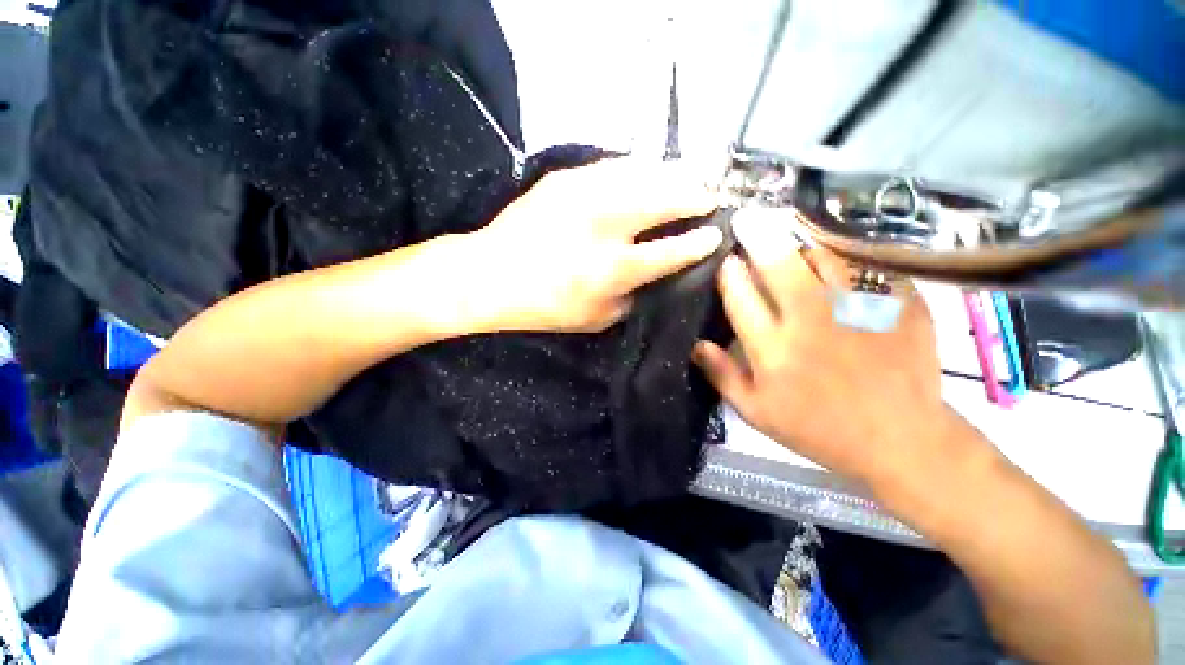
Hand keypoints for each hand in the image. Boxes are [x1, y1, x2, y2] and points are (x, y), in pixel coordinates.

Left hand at [468, 158, 722, 331]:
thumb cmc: (546, 306)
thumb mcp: (598, 318)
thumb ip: (635, 295)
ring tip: (690, 179)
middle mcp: (603, 226)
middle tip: (710, 198)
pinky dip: (641, 168)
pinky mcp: (565, 176)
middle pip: (666, 198)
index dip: (700, 242)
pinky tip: (649, 173)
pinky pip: (616, 164)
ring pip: (645, 171)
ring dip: (674, 175)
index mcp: (612, 270)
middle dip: (696, 196)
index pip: (671, 251)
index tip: (716, 234)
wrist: (491, 273)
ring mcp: (583, 193)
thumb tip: (659, 272)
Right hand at [692, 210, 965, 491]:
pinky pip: (864, 264)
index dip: (729, 272)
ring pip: (822, 255)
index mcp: (773, 349)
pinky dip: (844, 253)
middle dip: (757, 237)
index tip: (725, 259)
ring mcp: (858, 309)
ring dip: (799, 240)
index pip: (740, 296)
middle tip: (747, 219)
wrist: (900, 440)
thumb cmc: (818, 429)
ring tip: (788, 231)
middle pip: (778, 264)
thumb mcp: (756, 412)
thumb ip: (722, 376)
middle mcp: (811, 321)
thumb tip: (696, 345)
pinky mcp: (898, 305)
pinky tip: (833, 250)